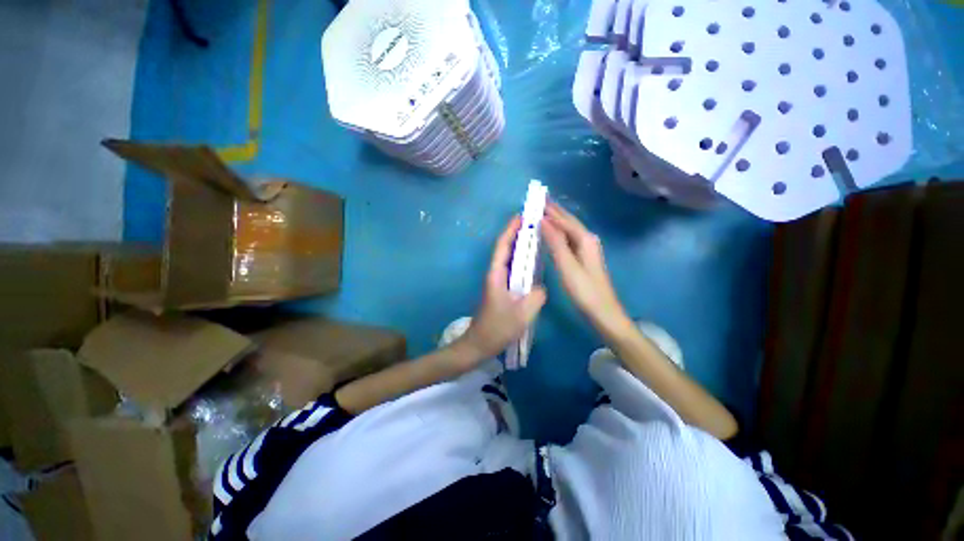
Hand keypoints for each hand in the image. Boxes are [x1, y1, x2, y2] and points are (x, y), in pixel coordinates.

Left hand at [455, 217, 546, 361]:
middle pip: (506, 249)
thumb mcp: (522, 313)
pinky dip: (523, 263)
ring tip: (537, 238)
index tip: (522, 216)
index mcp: (496, 274)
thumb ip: (536, 296)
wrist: (479, 344)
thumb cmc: (497, 328)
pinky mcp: (502, 290)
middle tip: (535, 224)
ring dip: (521, 247)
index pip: (503, 246)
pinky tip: (534, 265)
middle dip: (518, 234)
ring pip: (510, 260)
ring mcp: (498, 282)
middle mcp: (495, 274)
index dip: (512, 229)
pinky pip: (513, 272)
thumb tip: (541, 287)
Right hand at [541, 202, 631, 336]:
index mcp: (585, 239)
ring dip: (556, 221)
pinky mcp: (583, 258)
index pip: (564, 220)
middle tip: (539, 202)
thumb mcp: (567, 265)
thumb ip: (555, 242)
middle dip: (554, 212)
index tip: (536, 201)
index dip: (550, 211)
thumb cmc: (584, 290)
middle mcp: (588, 240)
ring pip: (569, 230)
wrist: (603, 312)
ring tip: (542, 213)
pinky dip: (558, 233)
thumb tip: (543, 221)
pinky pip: (568, 240)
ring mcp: (587, 249)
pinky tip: (552, 234)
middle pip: (569, 222)